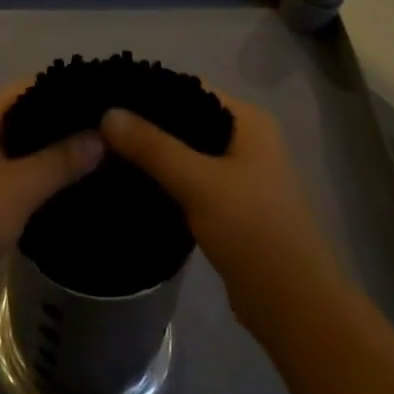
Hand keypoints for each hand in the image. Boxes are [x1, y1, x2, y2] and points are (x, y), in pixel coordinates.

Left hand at [0, 82, 103, 323]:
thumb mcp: (18, 188)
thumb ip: (60, 160)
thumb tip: (102, 134)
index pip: (33, 86)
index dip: (69, 87)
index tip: (108, 96)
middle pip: (29, 117)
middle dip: (66, 123)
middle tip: (112, 131)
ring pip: (22, 150)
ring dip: (54, 154)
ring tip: (103, 159)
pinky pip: (14, 178)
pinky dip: (40, 180)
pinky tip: (70, 192)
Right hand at [101, 94, 342, 334]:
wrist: (293, 305)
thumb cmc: (252, 230)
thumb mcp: (198, 182)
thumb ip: (152, 146)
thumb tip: (108, 112)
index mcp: (247, 120)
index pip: (190, 88)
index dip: (150, 90)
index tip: (108, 95)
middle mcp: (245, 138)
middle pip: (186, 119)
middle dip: (147, 124)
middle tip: (100, 126)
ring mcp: (239, 173)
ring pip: (186, 152)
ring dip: (153, 153)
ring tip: (106, 151)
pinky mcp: (229, 205)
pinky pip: (189, 179)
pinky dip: (164, 179)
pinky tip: (131, 183)